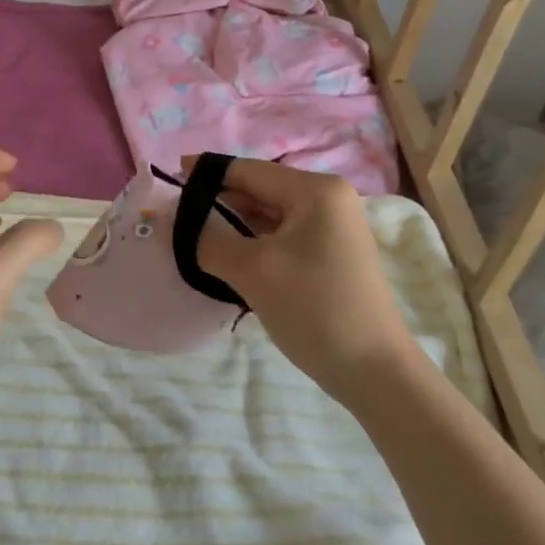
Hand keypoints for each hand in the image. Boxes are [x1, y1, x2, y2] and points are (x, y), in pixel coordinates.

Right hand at [189, 156, 425, 408]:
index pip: (247, 169)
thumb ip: (207, 239)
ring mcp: (332, 228)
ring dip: (233, 228)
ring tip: (195, 244)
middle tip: (175, 223)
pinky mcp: (331, 255)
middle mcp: (327, 199)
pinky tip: (229, 263)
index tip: (167, 186)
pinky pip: (282, 238)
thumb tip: (173, 222)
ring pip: (268, 217)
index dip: (204, 175)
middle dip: (217, 205)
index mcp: (315, 189)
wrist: (377, 374)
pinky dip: (253, 246)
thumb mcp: (252, 271)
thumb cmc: (315, 309)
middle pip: (258, 190)